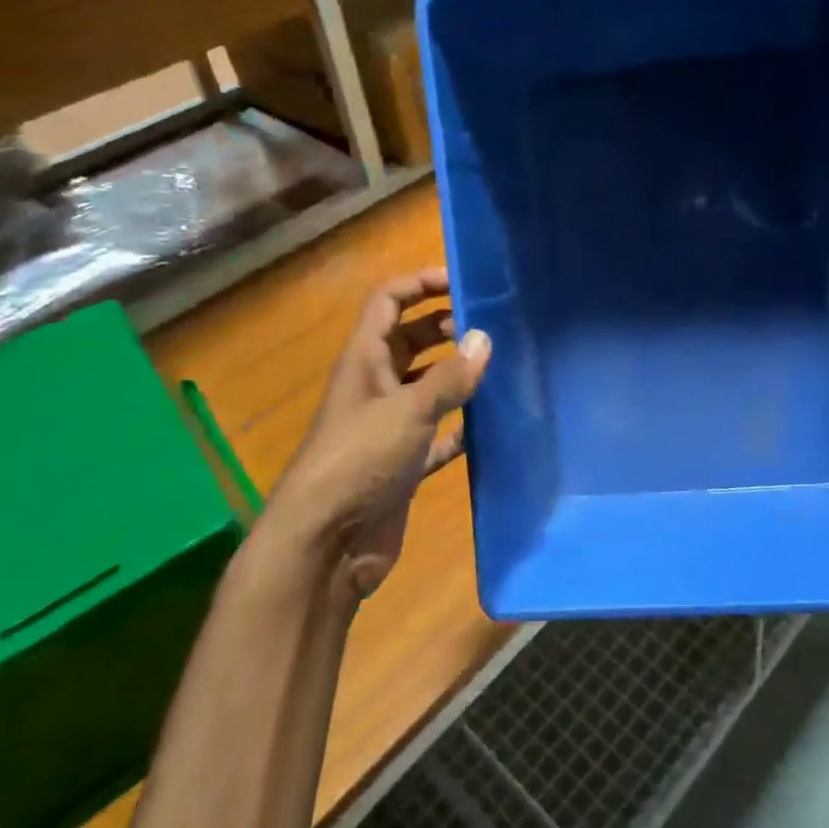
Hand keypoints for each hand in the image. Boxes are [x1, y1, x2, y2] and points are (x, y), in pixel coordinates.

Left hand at [268, 269, 489, 597]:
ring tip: (501, 368)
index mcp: (364, 361)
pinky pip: (439, 436)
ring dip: (457, 377)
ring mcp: (389, 427)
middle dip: (446, 329)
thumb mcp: (407, 411)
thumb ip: (449, 378)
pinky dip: (462, 429)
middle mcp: (376, 387)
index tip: (463, 282)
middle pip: (411, 342)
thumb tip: (485, 338)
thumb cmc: (359, 462)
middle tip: (491, 328)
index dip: (420, 285)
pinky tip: (493, 426)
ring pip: (428, 388)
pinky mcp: (404, 464)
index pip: (388, 303)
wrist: (327, 545)